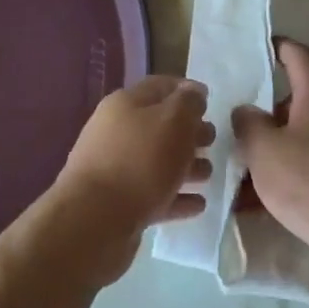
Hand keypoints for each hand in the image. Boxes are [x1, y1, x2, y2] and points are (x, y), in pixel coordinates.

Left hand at [55, 77, 213, 260]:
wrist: (95, 221)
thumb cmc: (140, 161)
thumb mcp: (174, 121)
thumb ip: (189, 103)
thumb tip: (194, 92)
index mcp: (126, 104)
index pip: (161, 86)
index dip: (187, 90)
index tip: (211, 102)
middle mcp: (117, 132)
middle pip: (160, 126)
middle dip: (189, 132)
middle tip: (213, 142)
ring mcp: (115, 170)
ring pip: (157, 162)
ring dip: (186, 166)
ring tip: (209, 175)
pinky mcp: (119, 204)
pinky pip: (154, 195)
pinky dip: (176, 197)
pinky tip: (198, 204)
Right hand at [232, 41, 308, 269]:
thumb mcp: (263, 150)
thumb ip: (248, 123)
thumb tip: (248, 111)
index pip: (300, 56)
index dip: (278, 47)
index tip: (259, 49)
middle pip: (301, 99)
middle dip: (269, 113)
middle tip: (240, 129)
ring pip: (307, 135)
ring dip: (278, 148)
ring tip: (245, 174)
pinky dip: (293, 173)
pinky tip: (266, 203)